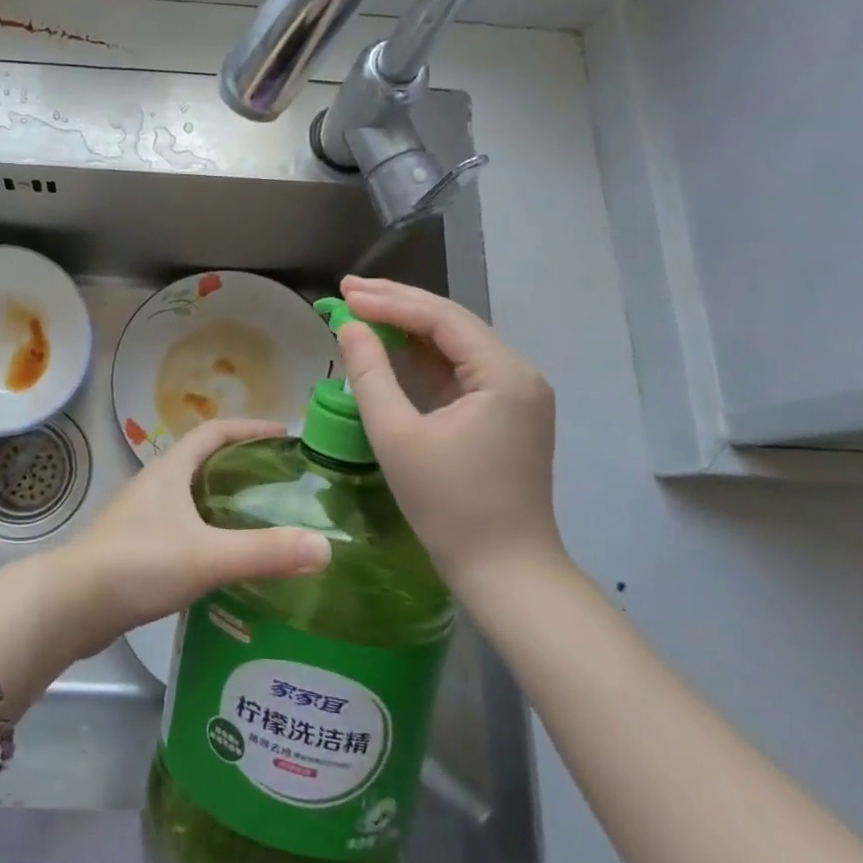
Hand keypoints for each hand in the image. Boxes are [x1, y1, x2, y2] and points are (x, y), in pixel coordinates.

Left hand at [61, 418, 331, 650]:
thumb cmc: (138, 565)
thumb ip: (264, 552)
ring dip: (223, 500)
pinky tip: (224, 561)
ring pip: (191, 496)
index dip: (249, 427)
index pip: (213, 431)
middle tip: (282, 482)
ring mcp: (140, 517)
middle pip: (203, 461)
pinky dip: (207, 532)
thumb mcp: (207, 556)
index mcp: (170, 470)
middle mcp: (154, 485)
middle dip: (242, 464)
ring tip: (262, 520)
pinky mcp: (134, 548)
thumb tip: (325, 547)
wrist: (71, 606)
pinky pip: (181, 527)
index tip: (285, 434)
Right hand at [333, 276, 562, 595]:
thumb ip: (370, 374)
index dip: (390, 301)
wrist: (505, 572)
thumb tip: (350, 326)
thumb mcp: (397, 436)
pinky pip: (457, 371)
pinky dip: (420, 357)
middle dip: (398, 304)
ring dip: (407, 328)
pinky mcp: (503, 414)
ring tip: (361, 308)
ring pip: (454, 345)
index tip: (345, 294)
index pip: (442, 319)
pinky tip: (389, 346)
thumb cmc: (449, 505)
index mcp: (504, 375)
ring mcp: (514, 395)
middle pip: (451, 323)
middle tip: (348, 290)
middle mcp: (517, 374)